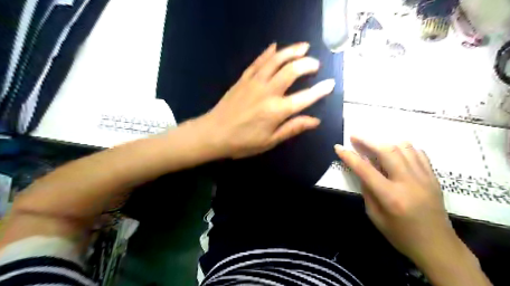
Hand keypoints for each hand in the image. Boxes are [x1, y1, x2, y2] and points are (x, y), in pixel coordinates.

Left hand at [199, 42, 334, 158]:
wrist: (213, 133)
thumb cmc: (243, 142)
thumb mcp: (270, 141)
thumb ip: (293, 128)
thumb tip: (315, 120)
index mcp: (276, 111)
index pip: (305, 97)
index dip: (320, 91)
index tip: (331, 84)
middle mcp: (268, 92)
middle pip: (291, 71)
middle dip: (307, 64)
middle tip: (316, 64)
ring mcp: (254, 82)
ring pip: (276, 61)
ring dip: (291, 51)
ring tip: (303, 47)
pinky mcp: (243, 79)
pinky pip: (257, 62)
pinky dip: (268, 53)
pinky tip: (275, 47)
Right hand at [335, 137, 457, 265]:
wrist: (438, 246)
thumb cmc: (401, 235)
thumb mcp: (375, 216)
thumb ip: (367, 190)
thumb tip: (362, 168)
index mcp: (391, 197)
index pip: (365, 169)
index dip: (349, 156)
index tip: (339, 147)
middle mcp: (408, 182)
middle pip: (387, 151)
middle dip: (367, 140)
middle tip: (354, 136)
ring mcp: (424, 177)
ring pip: (404, 147)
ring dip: (385, 141)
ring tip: (373, 143)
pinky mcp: (433, 177)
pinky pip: (418, 153)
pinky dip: (403, 147)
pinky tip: (395, 151)